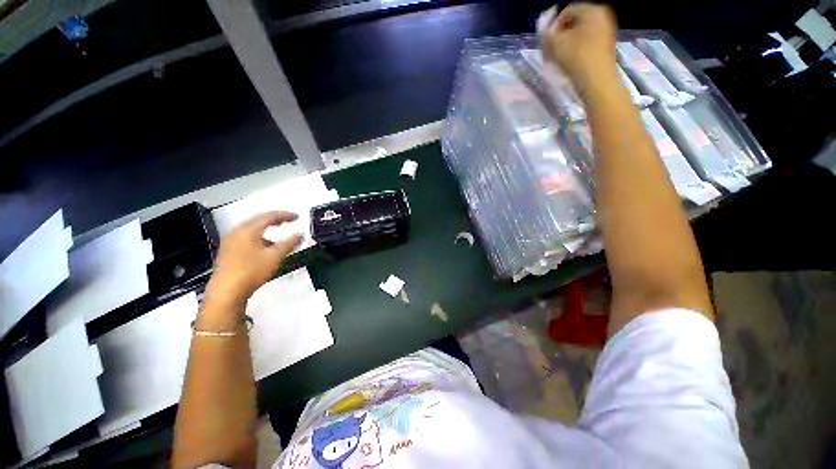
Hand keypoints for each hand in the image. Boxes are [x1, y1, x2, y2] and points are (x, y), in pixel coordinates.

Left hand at [205, 211, 302, 309]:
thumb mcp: (275, 257)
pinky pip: (246, 238)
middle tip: (288, 221)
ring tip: (278, 237)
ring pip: (251, 229)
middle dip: (275, 220)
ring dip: (266, 230)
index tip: (297, 217)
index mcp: (249, 230)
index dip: (285, 215)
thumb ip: (289, 244)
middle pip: (258, 220)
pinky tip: (264, 249)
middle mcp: (237, 232)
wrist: (226, 291)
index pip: (269, 216)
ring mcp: (230, 242)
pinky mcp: (228, 251)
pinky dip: (258, 238)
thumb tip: (301, 235)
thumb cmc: (251, 271)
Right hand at [541, 3, 617, 99]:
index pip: (566, 12)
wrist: (597, 82)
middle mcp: (602, 16)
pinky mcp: (605, 46)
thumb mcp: (557, 44)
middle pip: (574, 22)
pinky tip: (569, 62)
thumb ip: (548, 33)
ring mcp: (606, 31)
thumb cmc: (577, 59)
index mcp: (593, 10)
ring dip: (566, 44)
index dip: (553, 27)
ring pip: (579, 34)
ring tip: (558, 59)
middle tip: (551, 51)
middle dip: (560, 36)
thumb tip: (547, 30)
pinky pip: (586, 43)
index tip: (547, 43)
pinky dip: (575, 50)